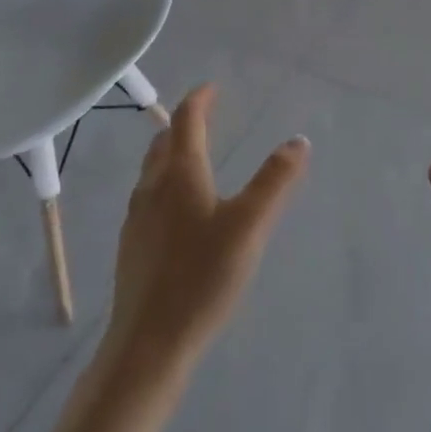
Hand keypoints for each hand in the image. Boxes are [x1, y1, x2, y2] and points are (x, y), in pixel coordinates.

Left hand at [103, 85, 308, 386]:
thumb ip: (275, 182)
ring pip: (152, 171)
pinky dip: (165, 183)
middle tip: (204, 117)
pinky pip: (148, 197)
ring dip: (171, 152)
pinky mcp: (133, 247)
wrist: (148, 344)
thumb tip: (297, 140)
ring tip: (192, 156)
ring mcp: (137, 219)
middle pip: (163, 143)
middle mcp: (152, 189)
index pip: (187, 121)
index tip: (212, 88)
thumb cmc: (201, 277)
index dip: (200, 100)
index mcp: (180, 175)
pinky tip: (178, 210)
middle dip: (183, 124)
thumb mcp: (249, 226)